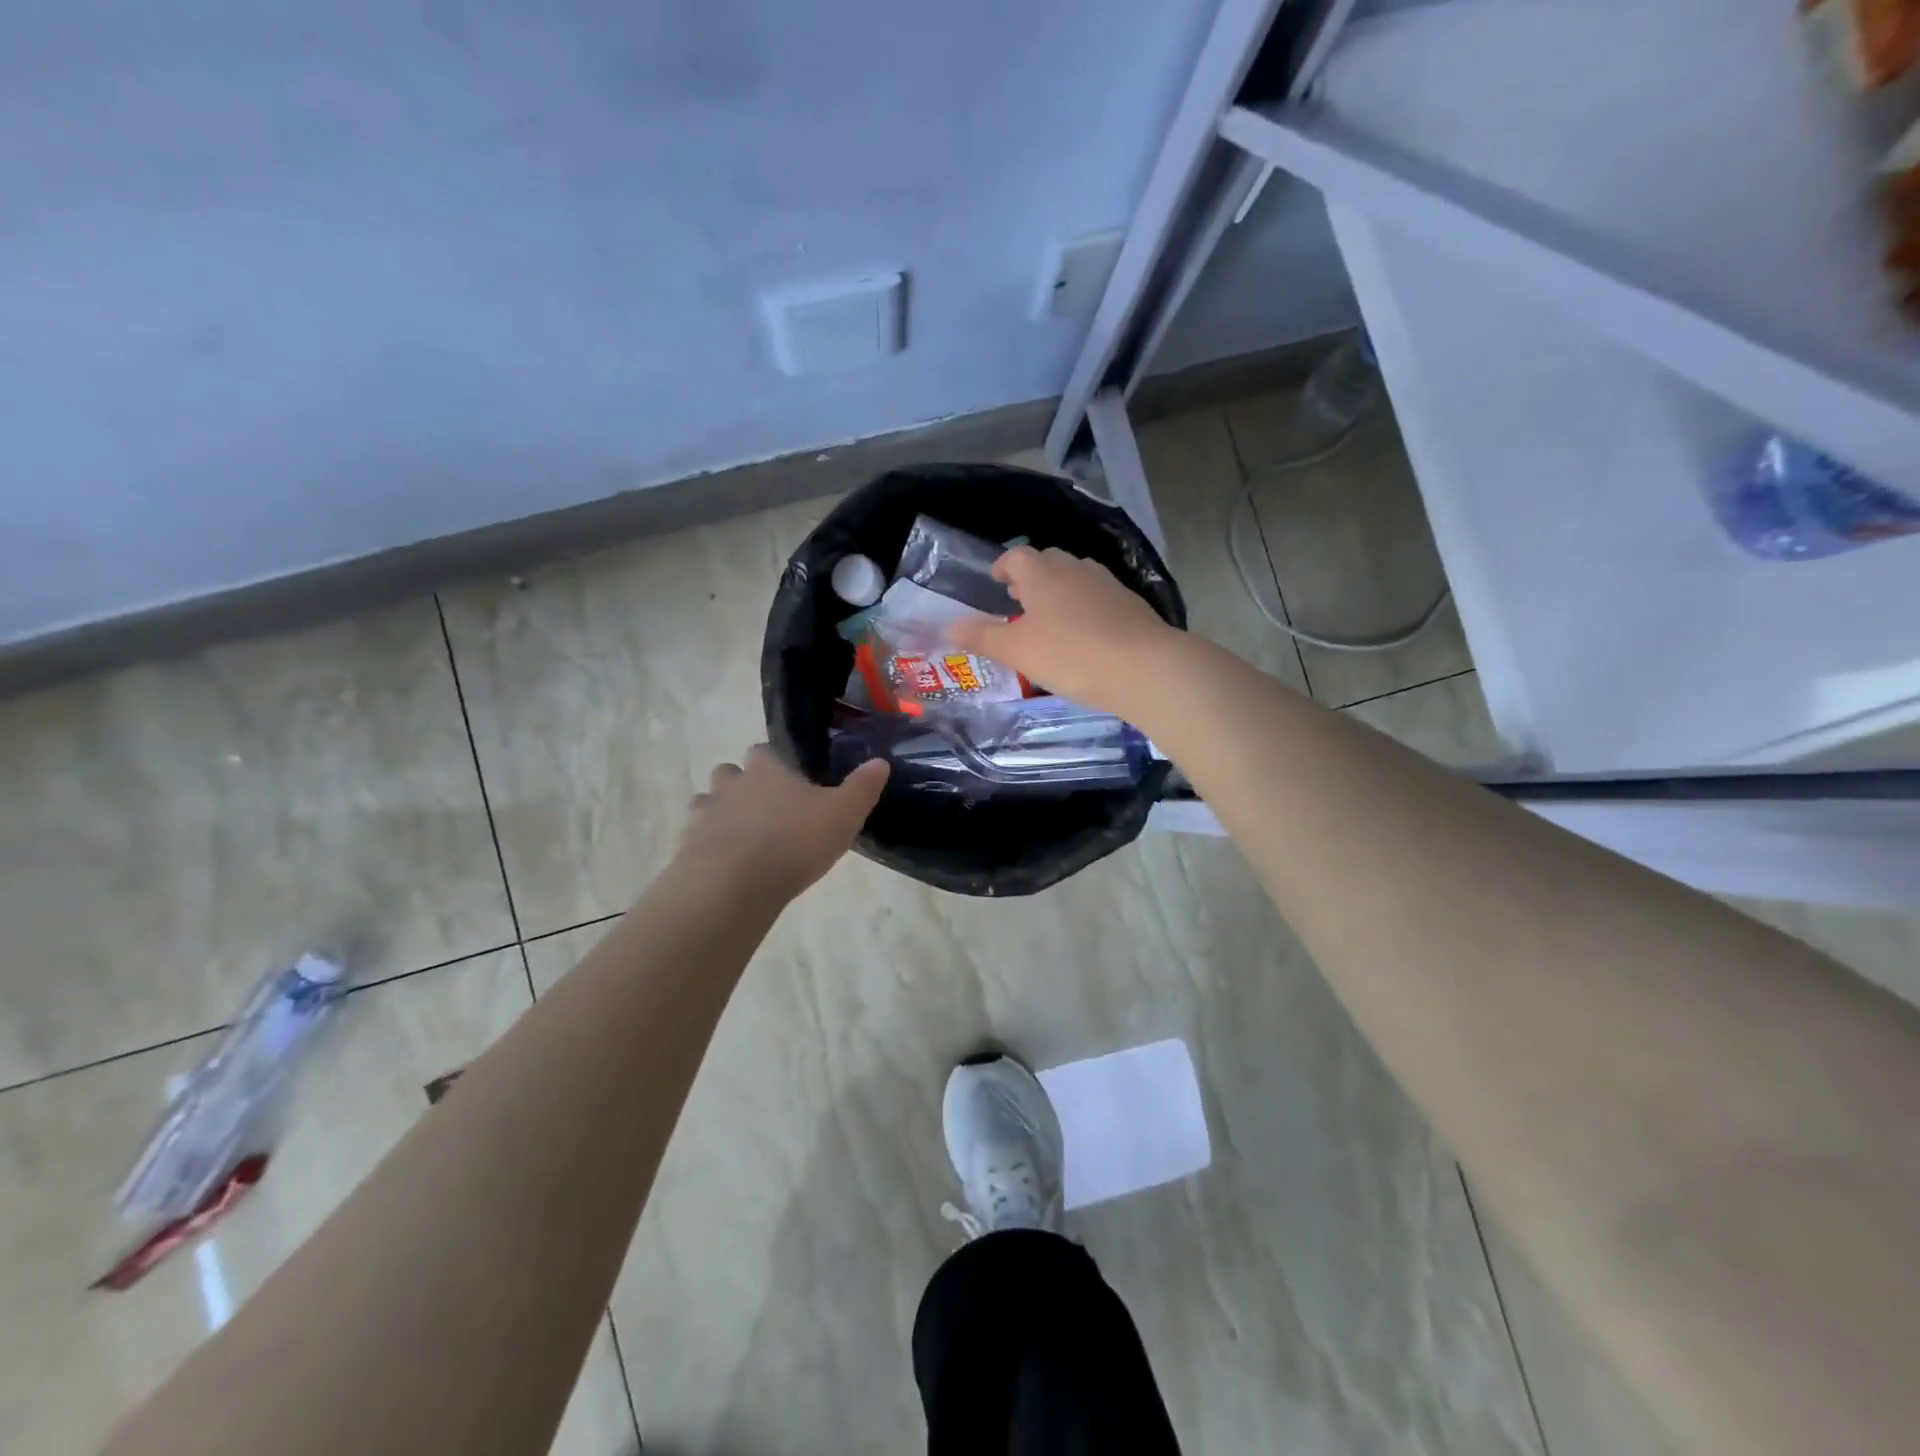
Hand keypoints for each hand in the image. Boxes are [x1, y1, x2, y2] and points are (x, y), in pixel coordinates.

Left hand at [677, 745, 888, 898]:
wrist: (733, 884)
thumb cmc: (794, 841)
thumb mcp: (843, 814)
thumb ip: (862, 788)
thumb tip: (881, 762)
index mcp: (767, 770)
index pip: (764, 750)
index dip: (774, 762)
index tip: (788, 779)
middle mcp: (731, 784)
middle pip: (728, 772)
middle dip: (741, 785)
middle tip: (765, 810)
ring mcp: (704, 815)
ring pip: (706, 803)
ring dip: (720, 814)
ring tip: (742, 838)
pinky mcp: (686, 847)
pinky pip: (695, 838)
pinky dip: (707, 846)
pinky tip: (725, 865)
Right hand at [946, 545, 1182, 718]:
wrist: (1143, 666)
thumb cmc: (1070, 655)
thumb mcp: (1017, 651)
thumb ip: (982, 638)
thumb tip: (949, 626)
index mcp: (1042, 573)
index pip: (1017, 556)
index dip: (1004, 567)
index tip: (997, 581)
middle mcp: (1074, 568)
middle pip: (1048, 562)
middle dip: (1031, 577)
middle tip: (1019, 601)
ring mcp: (1107, 583)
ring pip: (1075, 578)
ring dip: (1059, 591)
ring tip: (1050, 618)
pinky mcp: (1131, 603)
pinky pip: (1098, 597)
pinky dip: (1084, 607)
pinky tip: (1085, 634)